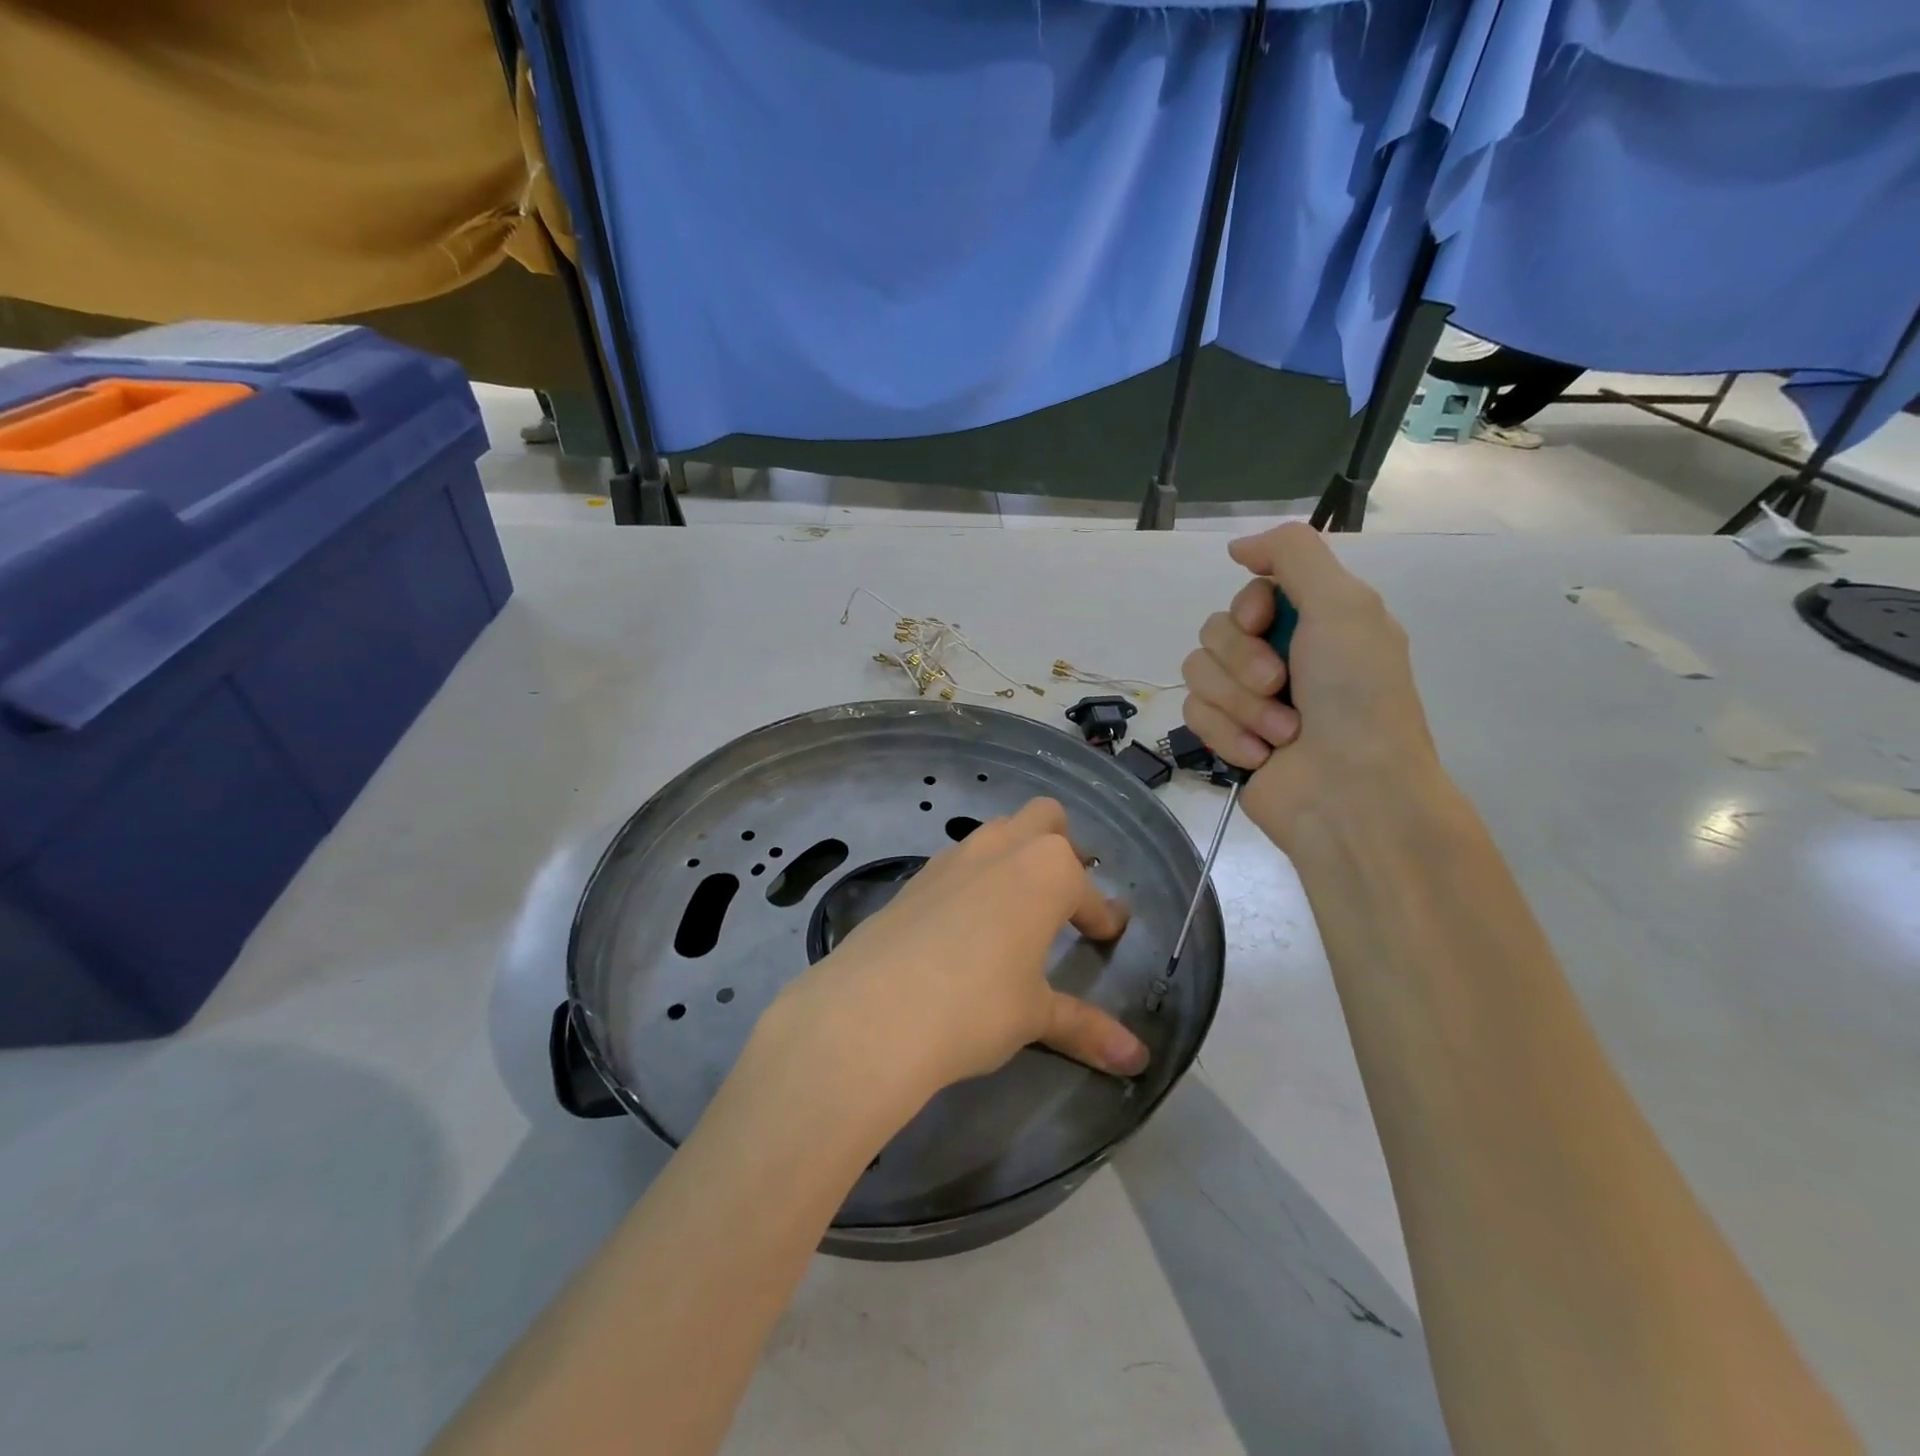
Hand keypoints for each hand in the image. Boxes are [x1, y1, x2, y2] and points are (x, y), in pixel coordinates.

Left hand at [758, 799, 1147, 1113]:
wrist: (874, 1011)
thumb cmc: (977, 1006)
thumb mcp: (1035, 1016)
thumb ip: (1085, 1028)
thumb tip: (1136, 1060)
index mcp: (1047, 872)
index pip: (1088, 893)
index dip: (1102, 916)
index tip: (1107, 934)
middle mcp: (1002, 849)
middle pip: (1045, 818)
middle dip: (1062, 847)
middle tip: (1064, 897)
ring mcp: (953, 857)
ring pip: (997, 833)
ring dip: (1015, 857)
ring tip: (1017, 908)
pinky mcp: (915, 877)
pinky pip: (958, 862)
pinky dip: (974, 879)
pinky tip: (966, 925)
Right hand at [1181, 523, 1447, 848]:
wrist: (1351, 795)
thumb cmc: (1357, 698)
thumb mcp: (1344, 605)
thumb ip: (1293, 554)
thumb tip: (1236, 546)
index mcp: (1314, 622)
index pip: (1248, 593)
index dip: (1247, 609)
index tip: (1264, 625)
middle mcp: (1279, 655)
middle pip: (1214, 630)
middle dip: (1243, 662)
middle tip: (1281, 686)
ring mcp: (1249, 699)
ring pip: (1197, 672)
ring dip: (1239, 704)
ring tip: (1280, 734)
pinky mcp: (1226, 736)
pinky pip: (1193, 715)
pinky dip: (1228, 735)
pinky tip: (1260, 756)